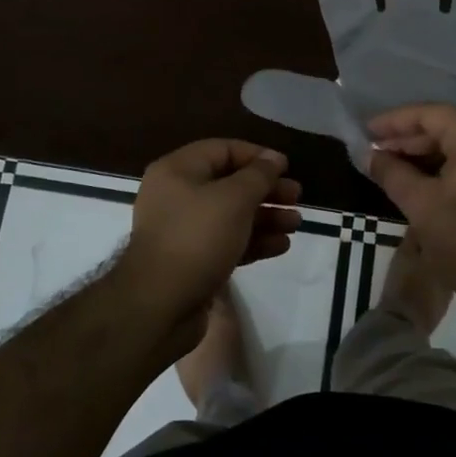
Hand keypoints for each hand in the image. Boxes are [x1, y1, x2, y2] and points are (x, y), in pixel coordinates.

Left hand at [118, 139, 300, 341]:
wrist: (159, 306)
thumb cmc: (196, 238)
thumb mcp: (234, 199)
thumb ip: (258, 175)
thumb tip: (273, 158)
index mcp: (177, 170)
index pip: (222, 150)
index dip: (257, 156)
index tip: (286, 167)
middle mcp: (176, 195)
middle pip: (229, 183)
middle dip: (266, 190)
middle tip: (297, 197)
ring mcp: (182, 231)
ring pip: (231, 215)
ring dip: (265, 217)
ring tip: (296, 224)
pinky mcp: (191, 261)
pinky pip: (226, 242)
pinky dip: (253, 241)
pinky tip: (280, 246)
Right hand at [367, 104, 455, 312]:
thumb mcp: (420, 205)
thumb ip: (391, 172)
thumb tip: (367, 154)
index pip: (433, 114)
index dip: (396, 121)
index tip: (367, 130)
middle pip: (446, 126)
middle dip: (408, 137)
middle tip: (374, 149)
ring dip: (423, 152)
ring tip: (389, 163)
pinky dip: (442, 165)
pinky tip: (415, 177)